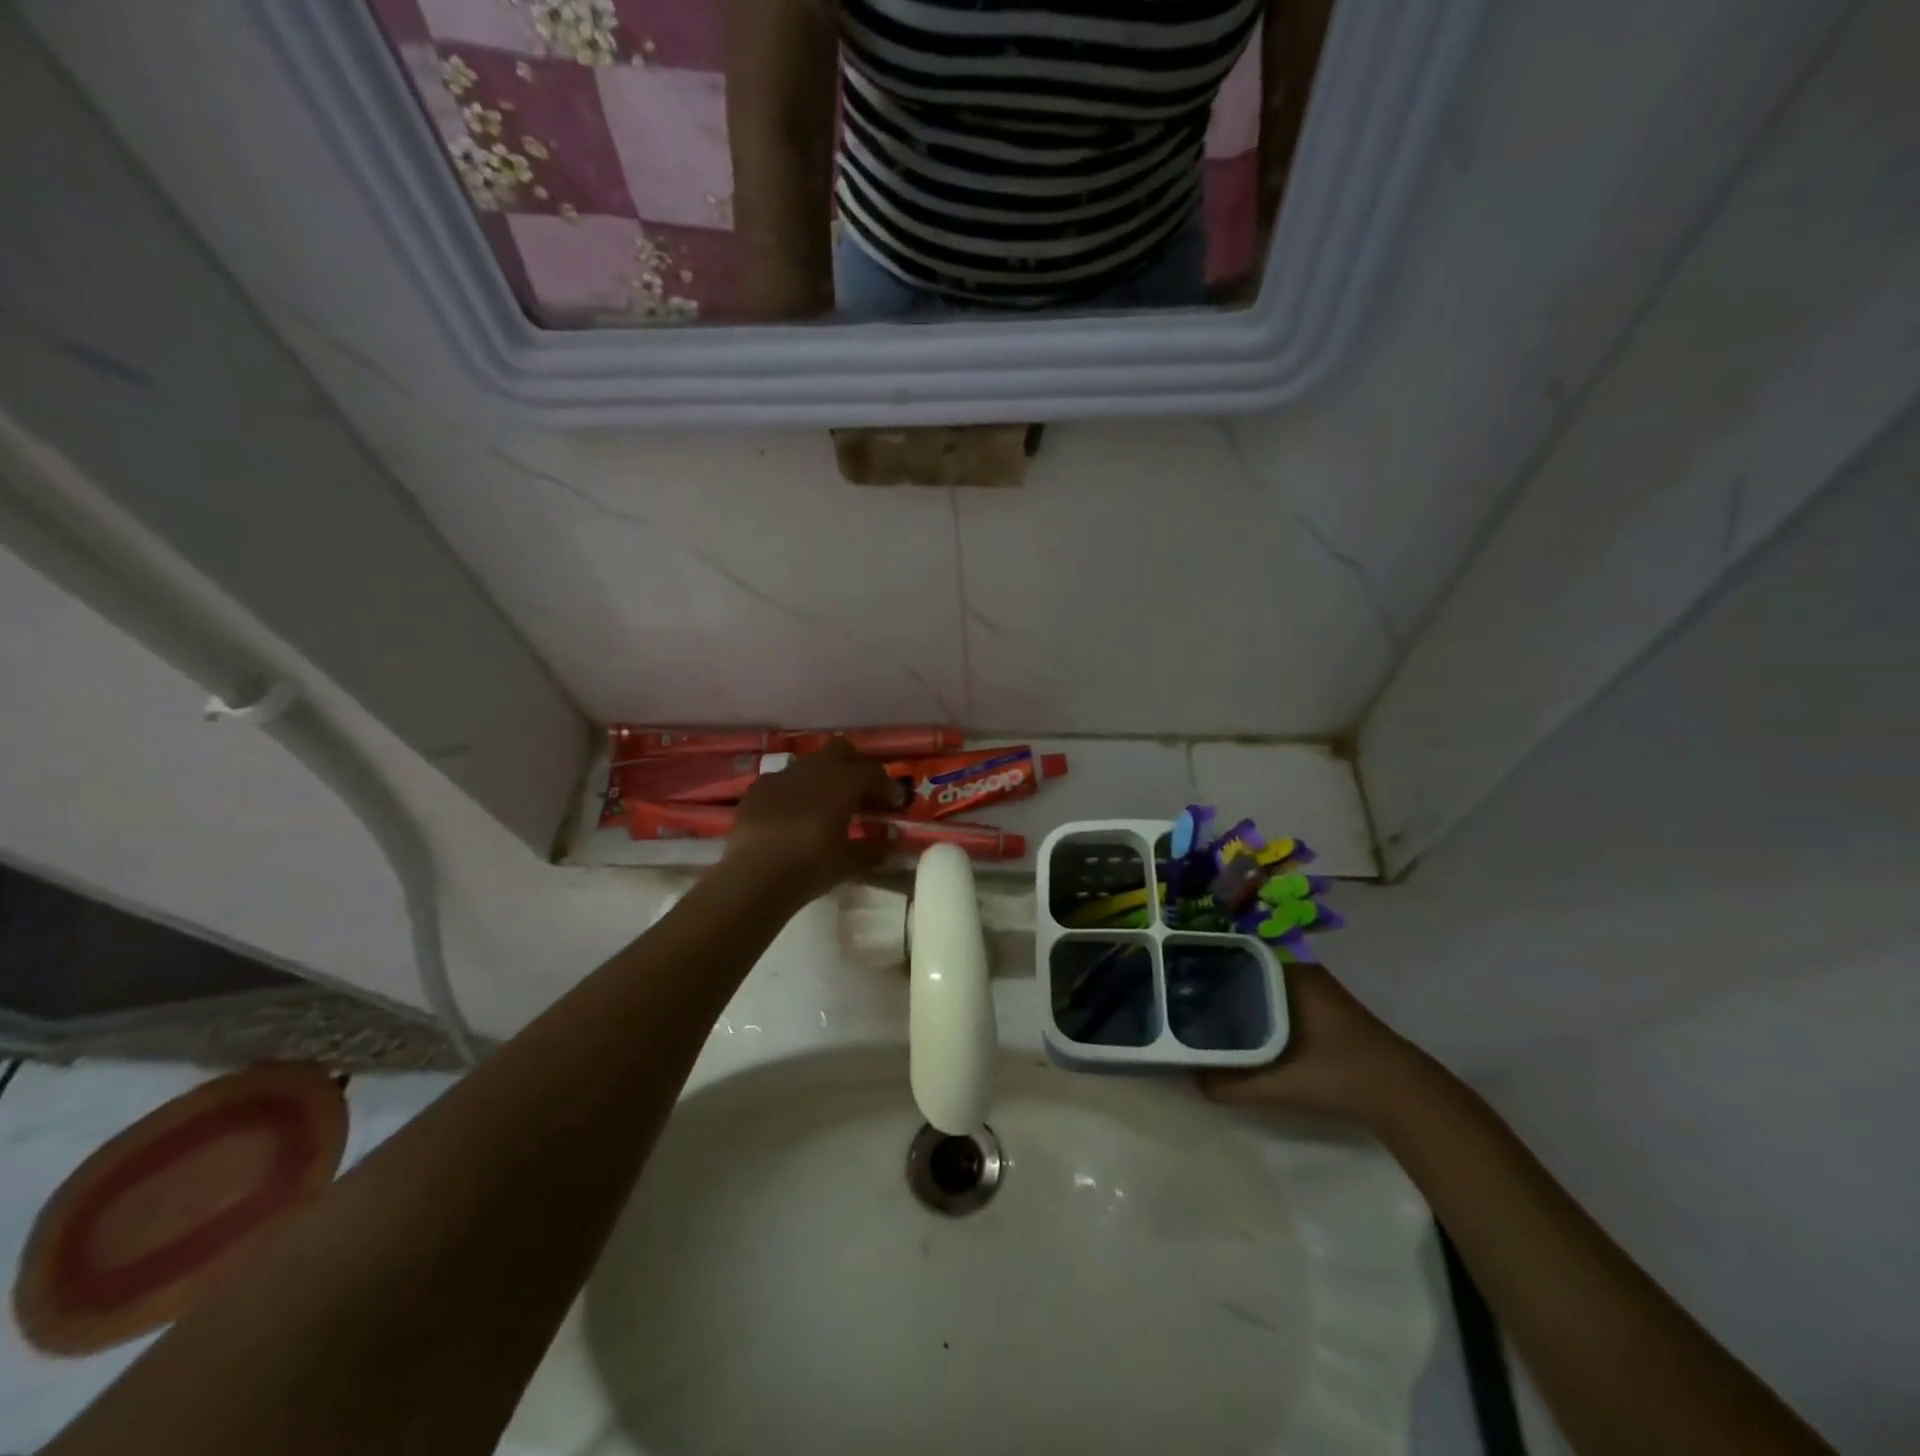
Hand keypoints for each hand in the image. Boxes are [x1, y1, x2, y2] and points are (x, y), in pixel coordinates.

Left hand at [722, 738, 903, 907]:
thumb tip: (892, 842)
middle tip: (862, 793)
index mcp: (843, 782)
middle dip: (855, 766)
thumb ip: (875, 848)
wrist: (753, 876)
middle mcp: (814, 769)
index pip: (874, 773)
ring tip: (826, 805)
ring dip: (823, 777)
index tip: (894, 805)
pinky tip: (792, 815)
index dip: (887, 787)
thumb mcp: (850, 862)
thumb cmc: (810, 866)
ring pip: (810, 763)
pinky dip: (795, 792)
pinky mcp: (757, 790)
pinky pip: (783, 781)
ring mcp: (782, 776)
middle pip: (841, 751)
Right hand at [1200, 963, 1436, 1127]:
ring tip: (1197, 995)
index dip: (1204, 951)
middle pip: (1245, 958)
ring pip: (1261, 974)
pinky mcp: (1320, 1003)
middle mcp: (1297, 966)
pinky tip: (1236, 1015)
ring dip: (1235, 982)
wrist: (1399, 1091)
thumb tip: (1190, 1080)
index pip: (1235, 946)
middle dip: (1214, 968)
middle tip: (1178, 980)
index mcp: (1287, 970)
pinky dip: (1254, 996)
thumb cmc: (1336, 1072)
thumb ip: (1233, 1083)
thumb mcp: (1279, 1082)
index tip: (1175, 960)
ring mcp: (1311, 983)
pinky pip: (1274, 987)